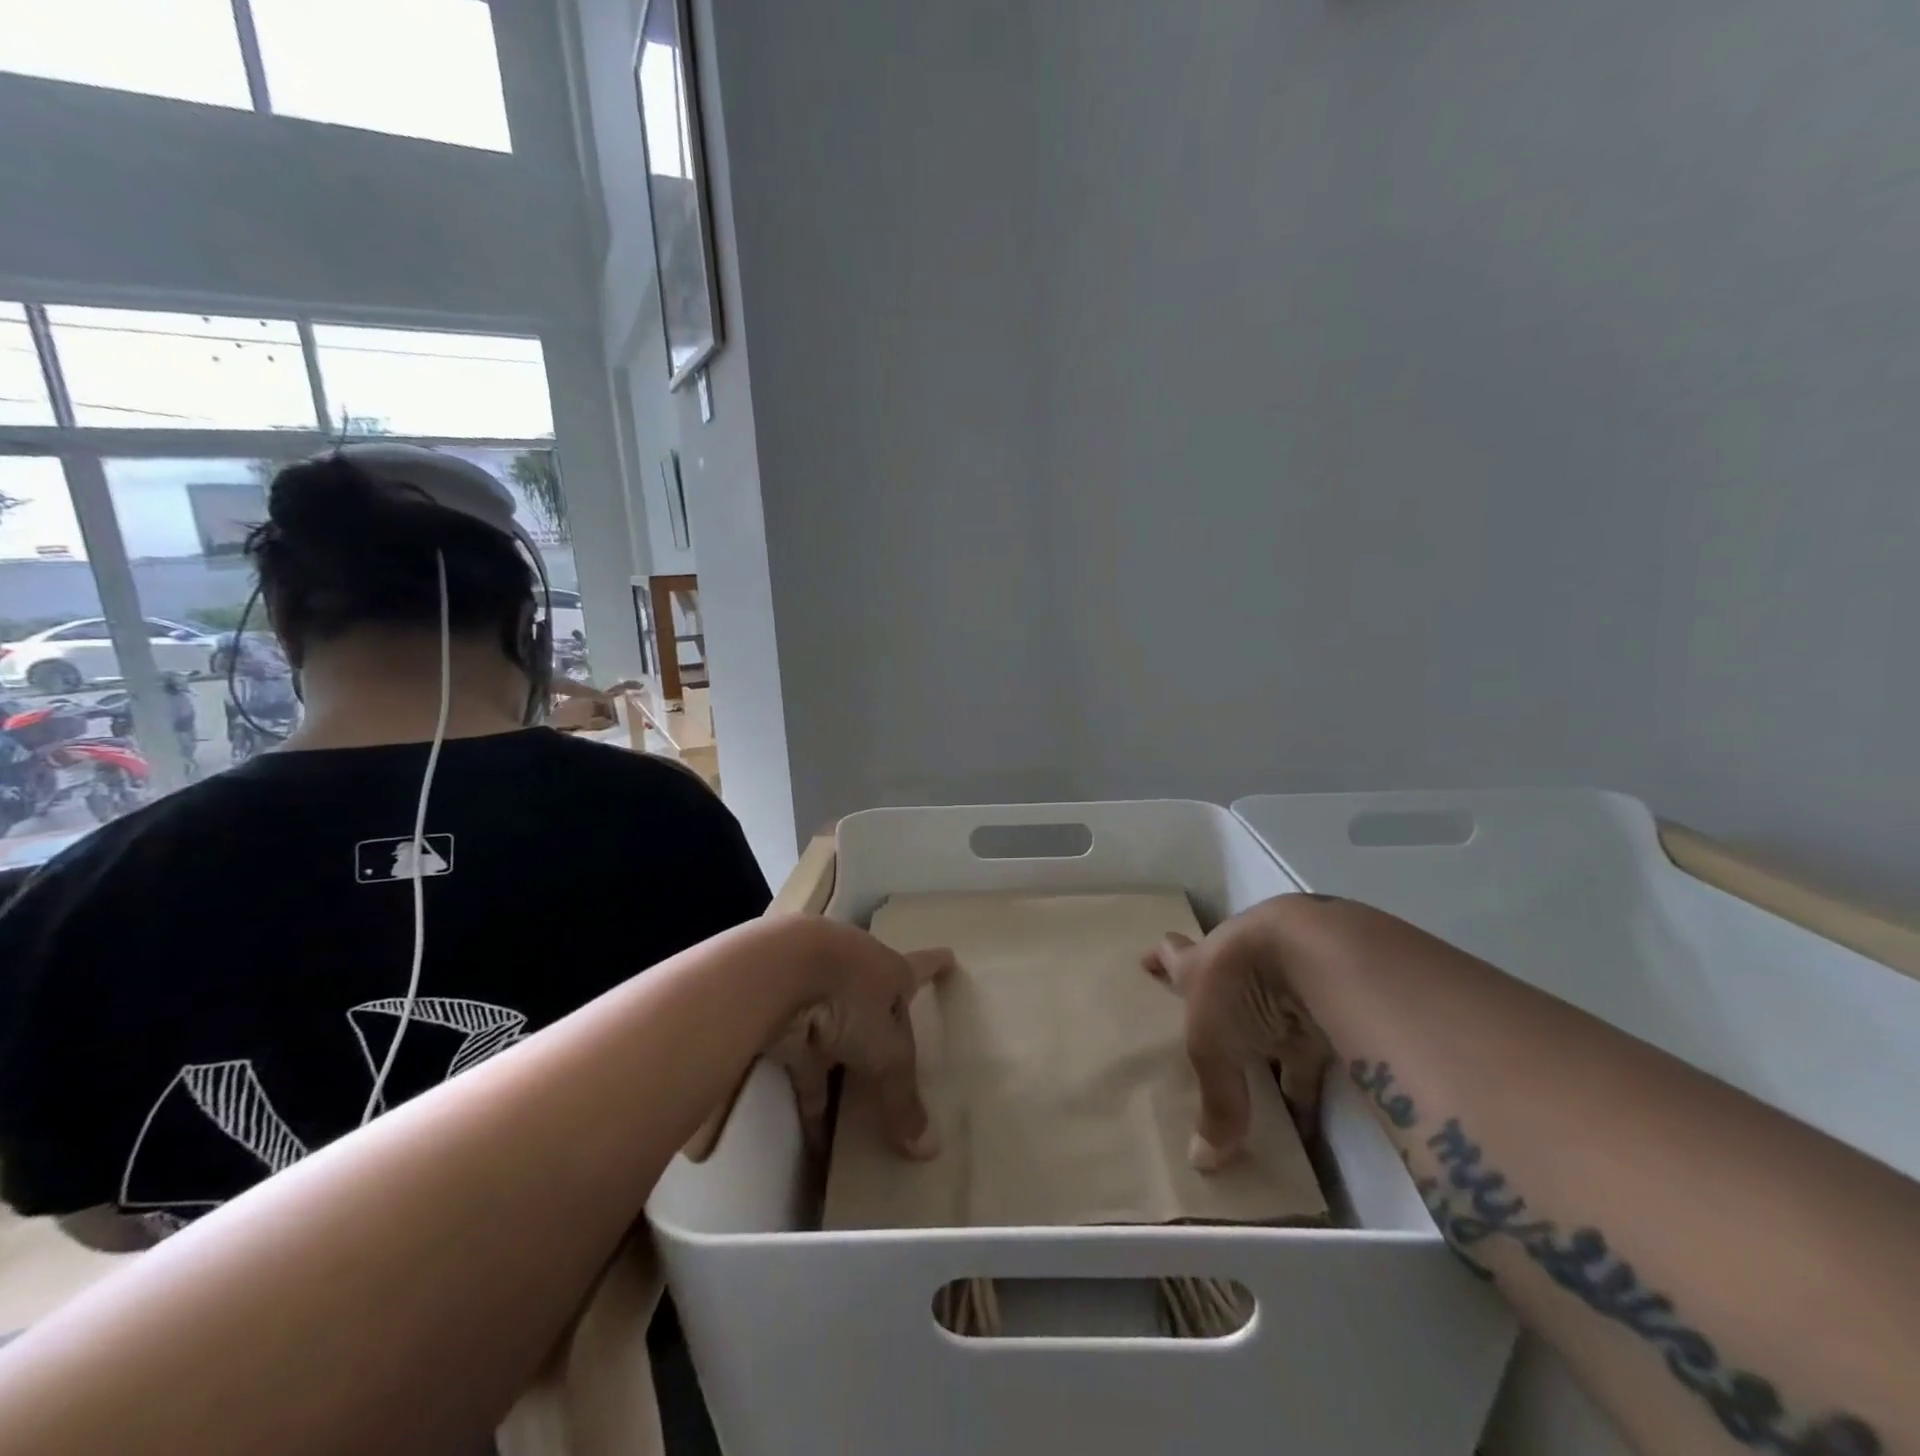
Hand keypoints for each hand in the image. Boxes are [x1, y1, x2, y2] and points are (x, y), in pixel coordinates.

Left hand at [765, 923, 953, 1159]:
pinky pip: (804, 1069)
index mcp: (890, 970)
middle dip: (883, 1022)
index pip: (920, 968)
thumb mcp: (886, 1054)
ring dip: (844, 1066)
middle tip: (898, 1046)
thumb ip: (903, 1099)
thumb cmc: (849, 997)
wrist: (773, 974)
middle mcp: (857, 975)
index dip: (936, 966)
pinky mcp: (786, 1022)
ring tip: (860, 1106)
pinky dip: (812, 1102)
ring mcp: (818, 995)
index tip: (950, 957)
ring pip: (837, 1032)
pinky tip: (818, 1142)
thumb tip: (928, 1149)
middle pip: (875, 1000)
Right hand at [1143, 915, 1331, 1168]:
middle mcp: (1238, 963)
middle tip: (1211, 1022)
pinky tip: (1314, 1111)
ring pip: (1272, 1008)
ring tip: (1266, 1079)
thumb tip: (1202, 1163)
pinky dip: (1312, 1071)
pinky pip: (1314, 1038)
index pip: (1173, 956)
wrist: (1317, 951)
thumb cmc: (1240, 986)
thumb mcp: (1215, 1047)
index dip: (1160, 960)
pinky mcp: (1329, 996)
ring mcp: (1285, 974)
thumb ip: (1215, 1101)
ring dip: (1270, 1037)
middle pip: (1224, 978)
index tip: (1146, 961)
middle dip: (1219, 998)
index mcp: (1200, 963)